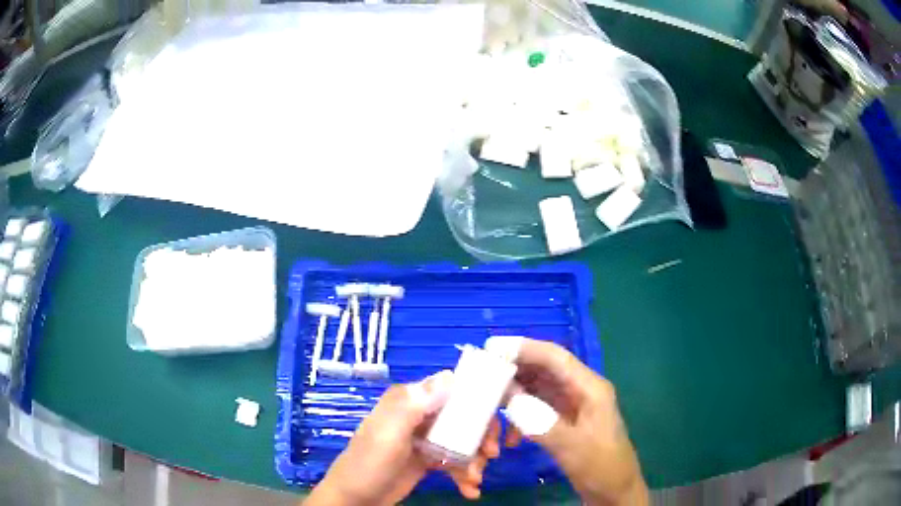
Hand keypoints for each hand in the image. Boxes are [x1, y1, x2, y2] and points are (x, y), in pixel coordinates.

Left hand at [305, 371, 501, 504]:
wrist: (356, 498)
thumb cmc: (370, 463)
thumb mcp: (389, 433)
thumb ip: (415, 405)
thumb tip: (450, 375)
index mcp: (410, 401)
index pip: (451, 389)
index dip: (478, 400)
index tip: (496, 418)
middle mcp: (420, 415)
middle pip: (464, 416)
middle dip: (481, 435)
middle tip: (491, 454)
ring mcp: (426, 439)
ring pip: (463, 440)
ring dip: (475, 459)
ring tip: (475, 479)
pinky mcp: (429, 459)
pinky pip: (456, 461)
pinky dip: (465, 474)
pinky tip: (470, 490)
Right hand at [490, 336, 648, 505]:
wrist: (614, 490)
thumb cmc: (600, 465)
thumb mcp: (570, 446)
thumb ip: (540, 420)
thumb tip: (508, 397)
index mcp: (589, 388)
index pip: (555, 357)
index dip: (524, 348)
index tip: (492, 347)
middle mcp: (581, 390)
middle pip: (545, 368)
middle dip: (515, 367)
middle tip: (482, 372)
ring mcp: (573, 405)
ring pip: (539, 387)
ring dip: (515, 391)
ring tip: (488, 398)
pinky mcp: (565, 421)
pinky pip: (538, 408)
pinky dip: (521, 414)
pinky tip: (509, 433)